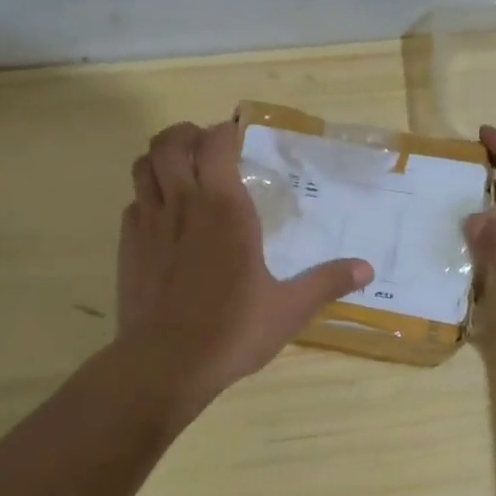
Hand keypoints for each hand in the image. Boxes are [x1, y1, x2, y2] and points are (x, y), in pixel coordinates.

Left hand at [118, 120, 372, 402]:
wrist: (165, 364)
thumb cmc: (232, 330)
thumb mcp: (289, 309)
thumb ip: (327, 283)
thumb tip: (367, 269)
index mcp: (224, 208)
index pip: (216, 144)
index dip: (225, 131)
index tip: (238, 134)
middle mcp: (183, 204)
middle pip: (169, 143)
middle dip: (187, 134)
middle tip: (207, 147)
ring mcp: (149, 224)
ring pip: (143, 166)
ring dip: (160, 158)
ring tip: (181, 171)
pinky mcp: (128, 247)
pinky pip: (134, 203)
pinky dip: (147, 196)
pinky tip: (164, 217)